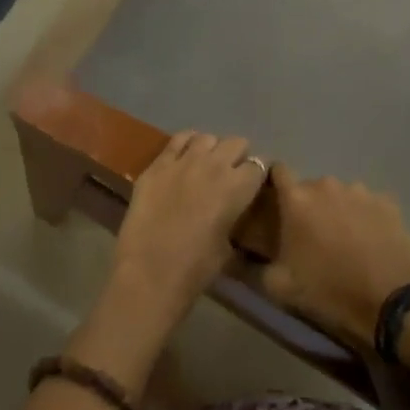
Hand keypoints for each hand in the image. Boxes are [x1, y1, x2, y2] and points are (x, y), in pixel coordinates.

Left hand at [105, 132, 266, 335]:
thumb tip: (231, 213)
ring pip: (207, 138)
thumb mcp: (228, 248)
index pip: (259, 165)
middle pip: (236, 143)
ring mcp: (183, 160)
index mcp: (238, 187)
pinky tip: (184, 155)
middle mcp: (214, 165)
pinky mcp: (157, 164)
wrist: (150, 271)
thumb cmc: (196, 268)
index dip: (257, 174)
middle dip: (238, 156)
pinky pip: (177, 140)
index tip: (253, 184)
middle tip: (231, 173)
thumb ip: (233, 220)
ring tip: (206, 164)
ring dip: (211, 149)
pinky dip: (185, 144)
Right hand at [258, 166, 409, 349]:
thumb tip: (240, 257)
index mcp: (296, 199)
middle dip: (308, 206)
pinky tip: (371, 242)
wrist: (395, 302)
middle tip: (311, 235)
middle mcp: (326, 185)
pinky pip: (368, 205)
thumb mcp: (280, 288)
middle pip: (310, 187)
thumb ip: (256, 266)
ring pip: (340, 195)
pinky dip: (365, 218)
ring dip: (337, 211)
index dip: (273, 183)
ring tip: (345, 241)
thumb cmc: (331, 291)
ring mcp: (360, 191)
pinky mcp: (388, 203)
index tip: (273, 203)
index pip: (277, 171)